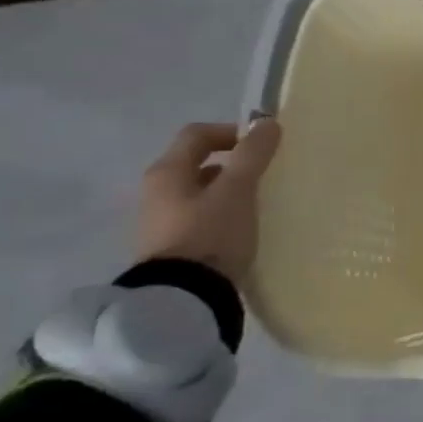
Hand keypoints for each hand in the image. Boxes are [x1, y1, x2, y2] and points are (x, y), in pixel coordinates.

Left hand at [134, 118, 281, 282]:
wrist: (184, 299)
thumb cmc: (211, 233)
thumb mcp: (238, 190)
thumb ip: (253, 154)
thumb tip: (267, 122)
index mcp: (167, 172)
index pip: (197, 134)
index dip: (231, 131)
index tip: (262, 145)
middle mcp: (156, 192)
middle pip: (195, 163)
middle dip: (231, 163)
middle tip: (262, 174)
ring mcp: (159, 222)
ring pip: (198, 192)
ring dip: (226, 190)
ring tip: (255, 203)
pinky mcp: (170, 249)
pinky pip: (198, 218)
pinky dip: (220, 214)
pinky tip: (240, 229)